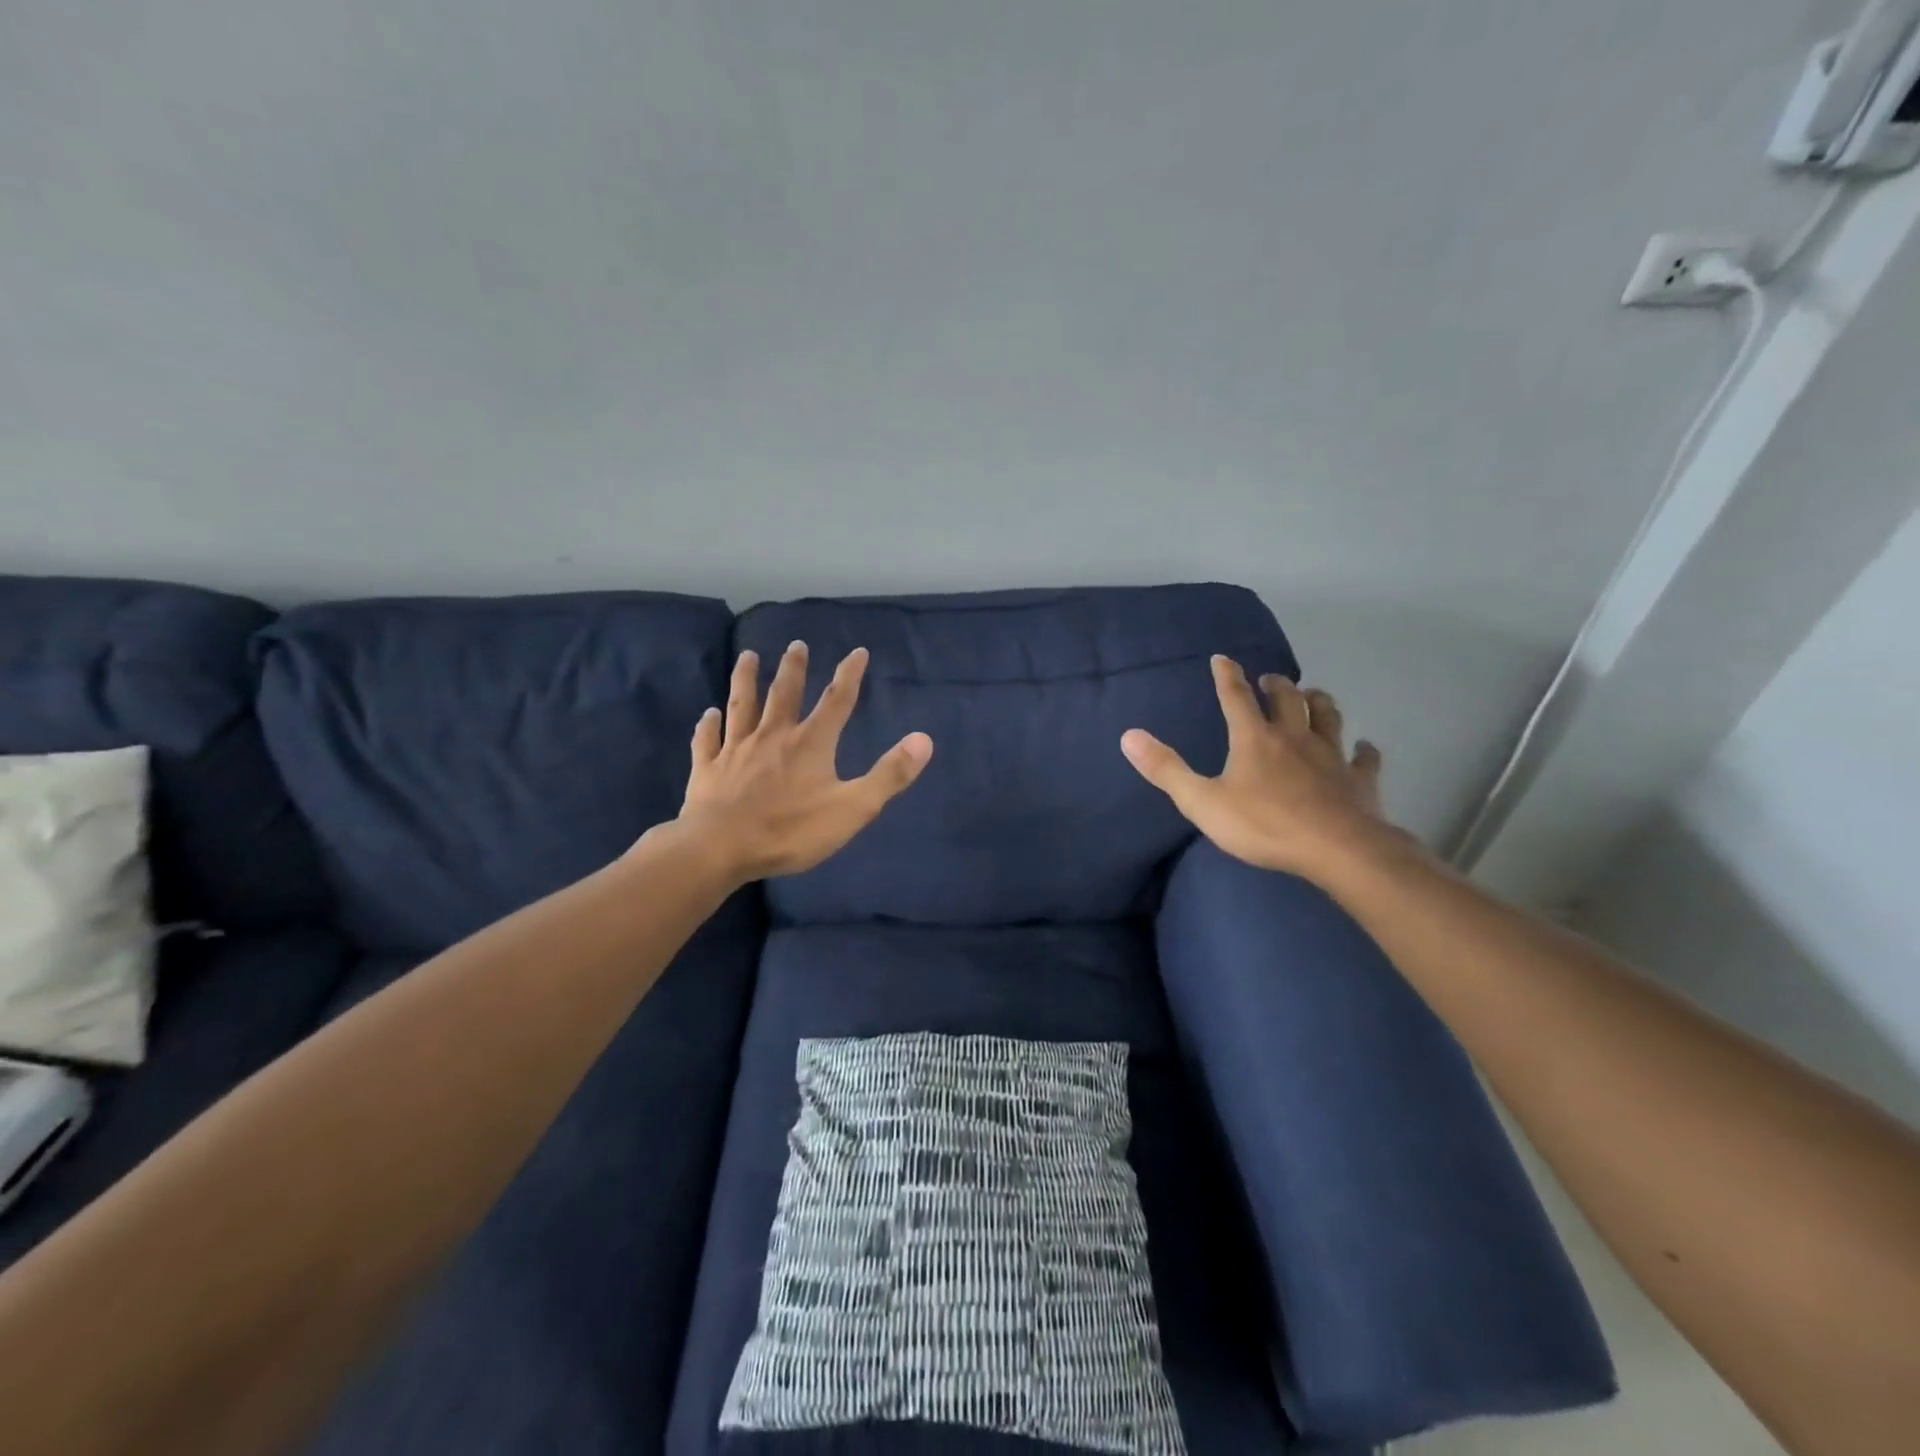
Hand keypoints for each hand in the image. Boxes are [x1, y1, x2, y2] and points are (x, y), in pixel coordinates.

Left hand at [674, 641, 932, 882]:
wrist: (720, 848)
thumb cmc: (791, 830)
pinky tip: (708, 714)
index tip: (858, 651)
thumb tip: (924, 739)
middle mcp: (773, 736)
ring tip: (747, 656)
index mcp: (810, 743)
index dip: (849, 675)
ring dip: (745, 679)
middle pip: (784, 694)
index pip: (836, 701)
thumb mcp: (853, 808)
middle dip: (793, 668)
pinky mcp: (708, 769)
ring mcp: (736, 750)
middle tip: (796, 645)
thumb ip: (889, 775)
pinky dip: (708, 725)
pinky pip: (708, 740)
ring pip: (742, 705)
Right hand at [1121, 656, 1400, 880]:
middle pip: (1287, 699)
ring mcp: (1331, 756)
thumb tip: (1129, 736)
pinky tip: (1364, 748)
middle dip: (1276, 685)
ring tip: (1314, 695)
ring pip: (1328, 717)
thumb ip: (1166, 769)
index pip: (1236, 698)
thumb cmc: (1264, 825)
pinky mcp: (1358, 780)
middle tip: (1270, 679)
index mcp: (1254, 739)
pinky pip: (1364, 758)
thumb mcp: (1202, 802)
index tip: (1223, 658)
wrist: (1336, 848)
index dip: (1227, 676)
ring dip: (1319, 702)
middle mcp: (1294, 737)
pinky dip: (1363, 750)